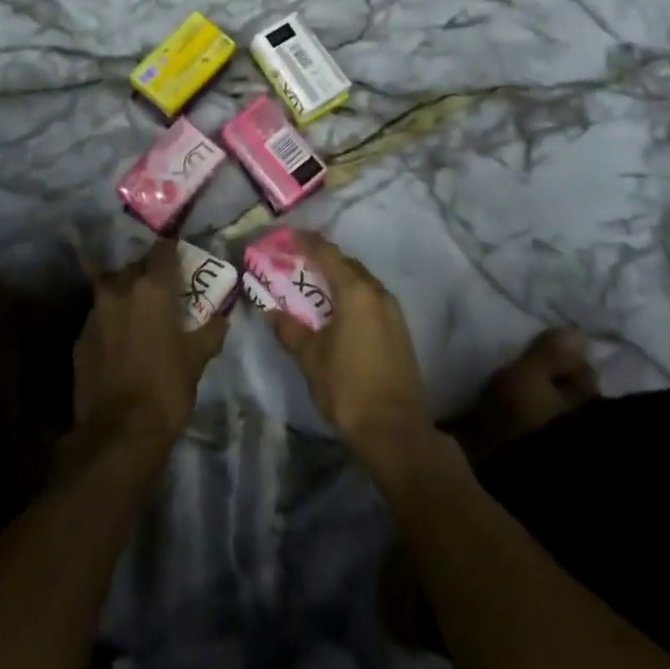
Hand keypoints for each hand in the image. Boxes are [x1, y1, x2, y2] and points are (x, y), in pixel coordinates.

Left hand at [72, 240, 228, 454]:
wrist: (118, 433)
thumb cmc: (166, 388)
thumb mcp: (197, 359)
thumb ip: (211, 331)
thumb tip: (224, 316)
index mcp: (152, 286)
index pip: (163, 249)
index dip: (172, 249)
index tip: (180, 255)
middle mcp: (120, 288)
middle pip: (135, 266)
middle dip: (148, 274)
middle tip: (163, 290)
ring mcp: (95, 311)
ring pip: (113, 288)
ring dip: (126, 294)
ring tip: (140, 313)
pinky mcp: (80, 335)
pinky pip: (99, 315)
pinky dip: (111, 320)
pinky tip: (120, 339)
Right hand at [268, 233, 434, 481]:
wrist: (395, 431)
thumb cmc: (348, 387)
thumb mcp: (310, 357)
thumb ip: (289, 329)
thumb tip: (270, 310)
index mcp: (355, 292)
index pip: (327, 253)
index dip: (306, 242)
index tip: (286, 237)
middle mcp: (377, 292)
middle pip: (346, 264)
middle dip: (321, 259)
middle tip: (295, 262)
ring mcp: (392, 311)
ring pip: (360, 281)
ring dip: (337, 278)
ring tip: (313, 286)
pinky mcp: (399, 330)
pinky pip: (370, 298)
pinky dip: (351, 296)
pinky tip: (337, 311)